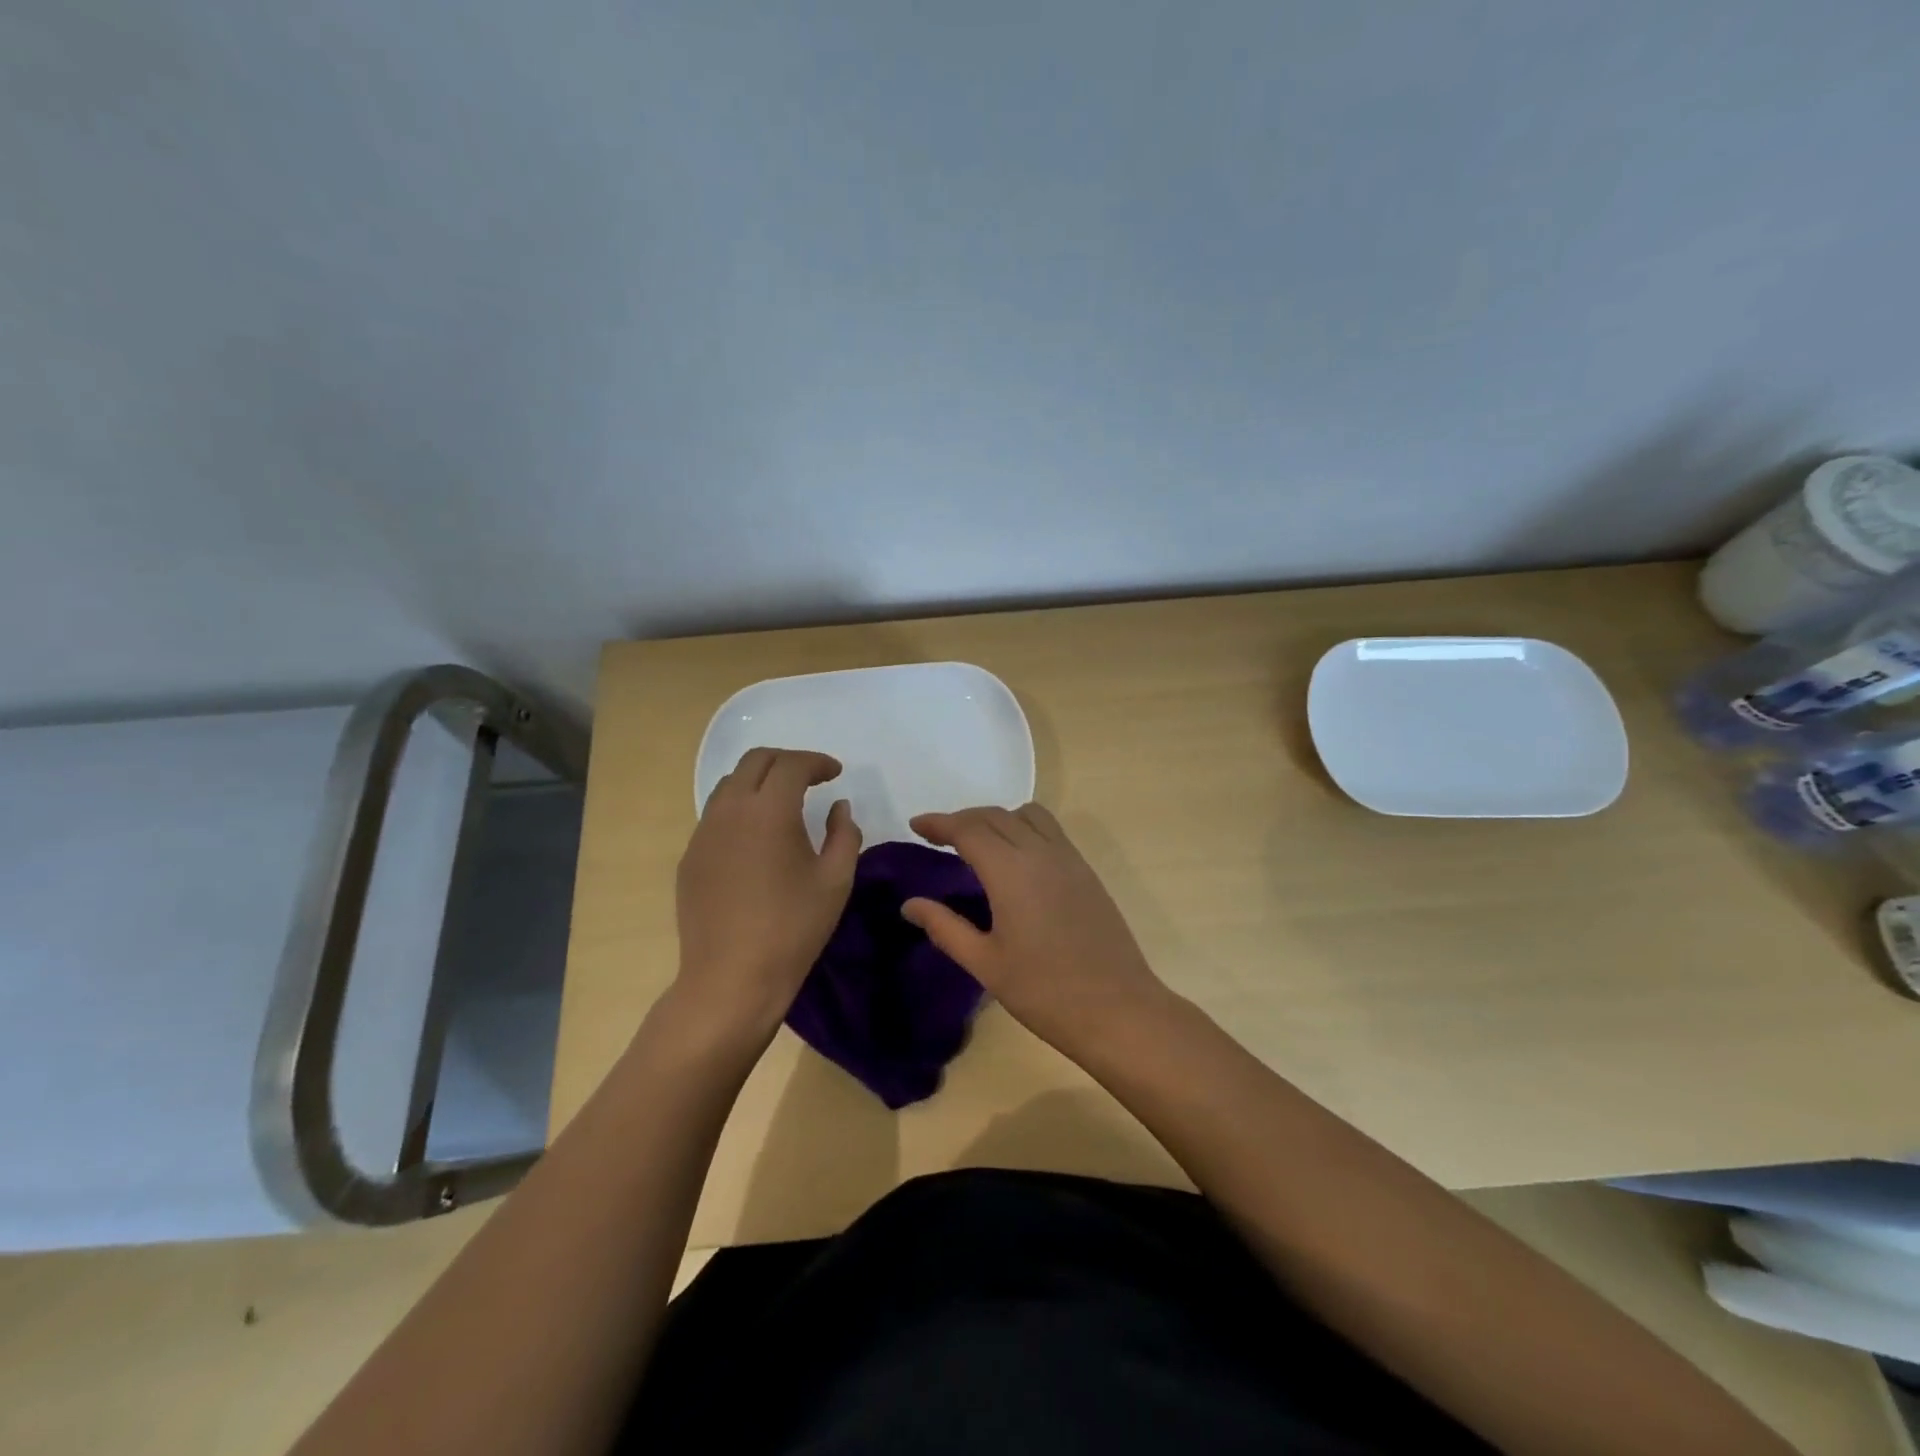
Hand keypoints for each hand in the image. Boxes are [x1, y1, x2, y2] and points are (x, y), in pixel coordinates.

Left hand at [674, 748, 861, 1043]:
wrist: (732, 978)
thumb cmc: (793, 928)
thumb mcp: (836, 880)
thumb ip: (844, 833)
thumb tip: (837, 807)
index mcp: (770, 811)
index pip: (792, 764)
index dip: (817, 762)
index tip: (835, 774)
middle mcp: (730, 810)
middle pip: (756, 761)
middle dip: (787, 761)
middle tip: (811, 779)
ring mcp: (704, 833)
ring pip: (730, 784)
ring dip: (760, 781)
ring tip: (783, 803)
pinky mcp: (690, 856)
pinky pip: (716, 815)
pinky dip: (740, 808)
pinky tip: (757, 837)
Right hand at [901, 804, 1167, 1049]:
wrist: (1117, 1009)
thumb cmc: (1044, 991)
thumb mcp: (985, 963)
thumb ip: (945, 927)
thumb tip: (910, 904)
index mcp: (1010, 871)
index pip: (967, 829)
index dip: (939, 823)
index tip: (916, 825)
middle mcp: (1040, 852)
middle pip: (995, 816)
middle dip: (963, 819)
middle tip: (938, 836)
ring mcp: (1069, 859)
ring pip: (1027, 815)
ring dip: (997, 818)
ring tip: (978, 843)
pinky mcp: (1086, 871)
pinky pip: (1050, 831)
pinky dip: (1023, 828)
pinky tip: (1016, 859)